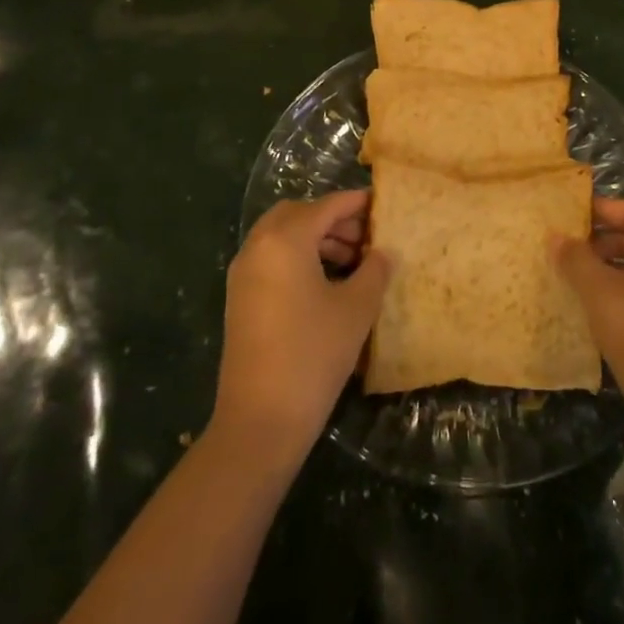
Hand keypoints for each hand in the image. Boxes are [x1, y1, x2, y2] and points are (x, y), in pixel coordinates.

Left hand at [212, 191, 389, 464]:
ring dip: (316, 239)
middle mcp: (258, 246)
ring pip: (282, 236)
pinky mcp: (240, 298)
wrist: (259, 420)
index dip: (356, 203)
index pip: (326, 206)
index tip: (382, 204)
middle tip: (366, 237)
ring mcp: (243, 273)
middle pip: (298, 214)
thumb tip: (383, 252)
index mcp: (285, 240)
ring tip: (352, 262)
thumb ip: (374, 271)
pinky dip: (298, 257)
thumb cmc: (313, 354)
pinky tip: (326, 283)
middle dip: (332, 219)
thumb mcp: (355, 309)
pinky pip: (271, 259)